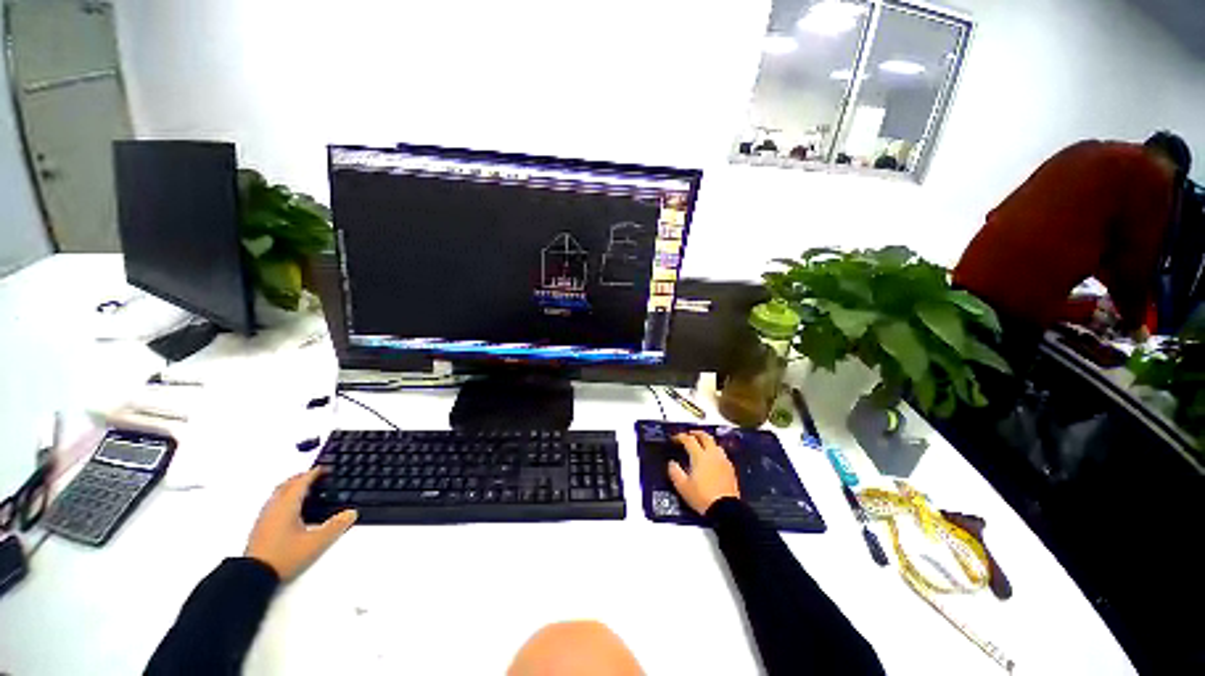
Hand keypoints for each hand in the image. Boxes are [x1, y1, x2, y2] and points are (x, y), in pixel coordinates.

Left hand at [245, 468, 356, 581]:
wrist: (252, 576)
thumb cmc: (285, 556)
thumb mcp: (316, 543)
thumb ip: (335, 527)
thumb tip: (352, 513)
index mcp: (287, 506)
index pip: (301, 483)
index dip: (313, 474)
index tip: (323, 468)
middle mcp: (274, 508)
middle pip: (286, 485)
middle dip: (300, 478)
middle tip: (313, 476)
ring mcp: (264, 518)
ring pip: (277, 494)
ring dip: (290, 488)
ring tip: (302, 490)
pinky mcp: (259, 528)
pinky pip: (273, 504)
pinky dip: (283, 499)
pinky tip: (289, 510)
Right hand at [667, 431, 739, 514]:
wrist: (726, 509)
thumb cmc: (702, 497)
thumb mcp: (682, 486)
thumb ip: (675, 472)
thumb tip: (672, 463)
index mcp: (699, 456)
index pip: (689, 440)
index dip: (680, 436)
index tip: (675, 438)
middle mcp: (712, 454)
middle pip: (705, 436)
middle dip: (696, 433)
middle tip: (690, 434)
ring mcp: (723, 460)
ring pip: (715, 444)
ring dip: (707, 441)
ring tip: (701, 444)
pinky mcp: (730, 468)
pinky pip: (722, 453)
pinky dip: (714, 450)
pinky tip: (712, 458)